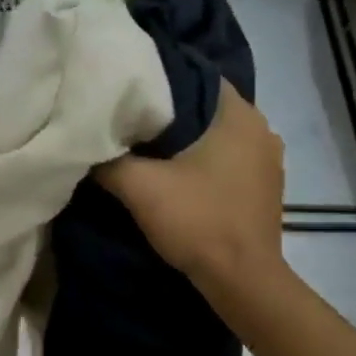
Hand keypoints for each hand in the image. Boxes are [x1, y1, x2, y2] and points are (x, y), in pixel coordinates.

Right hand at [96, 80, 285, 288]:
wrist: (243, 281)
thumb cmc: (198, 222)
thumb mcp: (140, 187)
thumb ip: (108, 159)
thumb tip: (86, 143)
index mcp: (238, 114)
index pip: (195, 75)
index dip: (160, 79)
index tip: (129, 89)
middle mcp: (261, 127)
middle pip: (206, 105)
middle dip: (170, 110)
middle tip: (131, 116)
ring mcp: (269, 158)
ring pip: (219, 133)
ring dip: (189, 137)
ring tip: (150, 144)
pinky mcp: (267, 185)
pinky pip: (230, 157)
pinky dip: (206, 159)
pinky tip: (180, 172)